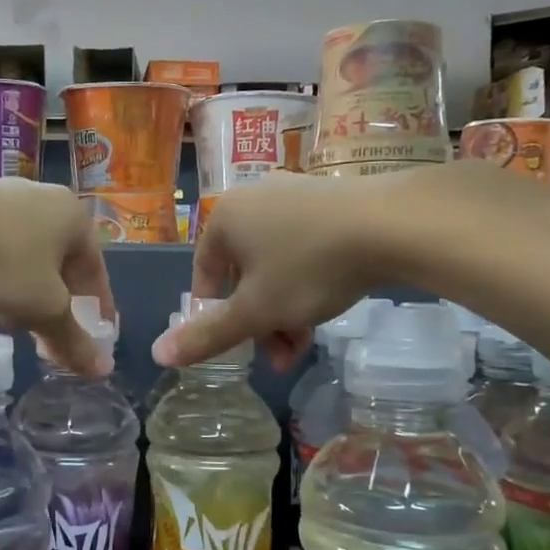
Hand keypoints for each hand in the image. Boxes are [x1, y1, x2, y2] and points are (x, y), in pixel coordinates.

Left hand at [0, 173, 114, 376]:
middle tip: (48, 338)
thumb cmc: (2, 261)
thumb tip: (102, 371)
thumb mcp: (44, 307)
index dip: (98, 309)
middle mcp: (43, 200)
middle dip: (55, 306)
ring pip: (25, 260)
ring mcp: (3, 198)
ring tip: (10, 325)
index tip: (95, 338)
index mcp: (73, 216)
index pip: (95, 270)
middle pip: (59, 265)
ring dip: (24, 295)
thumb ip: (73, 339)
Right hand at [152, 171, 391, 370]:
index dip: (217, 319)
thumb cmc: (309, 267)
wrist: (392, 224)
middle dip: (259, 322)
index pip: (205, 277)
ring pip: (275, 265)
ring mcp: (293, 194)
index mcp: (223, 218)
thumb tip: (157, 354)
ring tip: (307, 342)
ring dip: (284, 309)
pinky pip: (304, 246)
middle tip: (281, 355)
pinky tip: (328, 301)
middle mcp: (252, 199)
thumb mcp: (255, 311)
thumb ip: (207, 335)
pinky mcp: (329, 199)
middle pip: (242, 275)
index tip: (242, 347)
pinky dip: (307, 280)